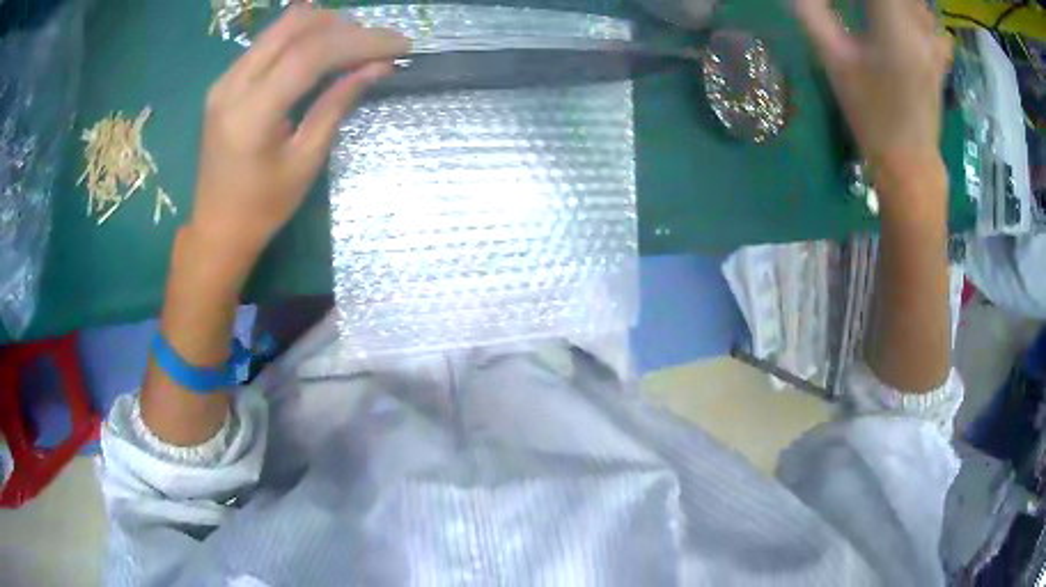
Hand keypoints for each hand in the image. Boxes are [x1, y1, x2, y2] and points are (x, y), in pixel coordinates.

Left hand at [189, 6, 408, 276]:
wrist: (217, 229)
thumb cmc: (262, 208)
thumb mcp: (305, 161)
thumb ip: (337, 105)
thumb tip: (378, 67)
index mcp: (251, 114)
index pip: (310, 54)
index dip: (360, 42)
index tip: (400, 45)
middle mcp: (232, 85)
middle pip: (294, 26)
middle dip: (344, 26)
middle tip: (378, 43)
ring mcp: (224, 80)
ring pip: (281, 27)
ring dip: (324, 26)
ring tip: (357, 44)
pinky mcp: (225, 81)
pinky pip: (268, 42)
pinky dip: (302, 37)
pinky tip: (325, 48)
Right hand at [794, 0, 951, 198]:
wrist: (909, 162)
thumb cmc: (871, 115)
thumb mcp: (835, 62)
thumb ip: (814, 15)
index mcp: (894, 23)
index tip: (848, 2)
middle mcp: (919, 27)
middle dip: (882, 0)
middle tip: (864, 9)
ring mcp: (933, 43)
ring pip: (921, 4)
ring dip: (902, 3)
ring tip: (882, 12)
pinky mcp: (939, 58)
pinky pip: (935, 23)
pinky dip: (922, 15)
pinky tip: (910, 20)